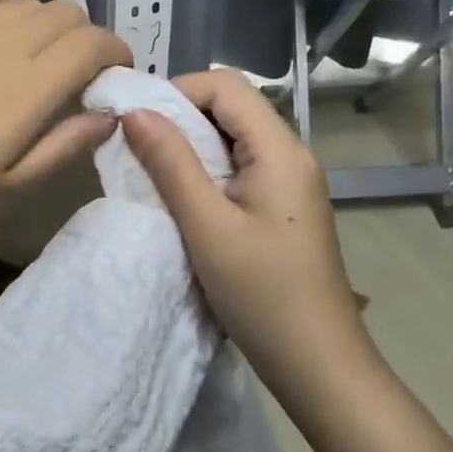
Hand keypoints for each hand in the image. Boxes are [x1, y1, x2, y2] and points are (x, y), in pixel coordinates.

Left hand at [0, 0, 132, 227]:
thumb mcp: (4, 187)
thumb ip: (63, 147)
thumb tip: (110, 116)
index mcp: (30, 88)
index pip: (94, 44)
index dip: (117, 54)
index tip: (114, 77)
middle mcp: (7, 42)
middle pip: (69, 15)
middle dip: (87, 39)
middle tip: (76, 75)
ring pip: (31, 2)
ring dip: (49, 25)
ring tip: (35, 58)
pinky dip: (9, 5)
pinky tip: (0, 29)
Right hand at [122, 69, 366, 375]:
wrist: (318, 364)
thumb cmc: (263, 294)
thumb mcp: (207, 226)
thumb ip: (171, 164)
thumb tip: (134, 112)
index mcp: (280, 150)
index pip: (226, 86)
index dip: (177, 90)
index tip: (135, 121)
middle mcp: (290, 155)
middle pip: (230, 108)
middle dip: (178, 118)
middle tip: (135, 147)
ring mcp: (288, 182)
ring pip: (231, 139)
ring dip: (188, 147)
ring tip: (150, 172)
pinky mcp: (281, 207)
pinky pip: (237, 168)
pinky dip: (203, 171)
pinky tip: (180, 199)